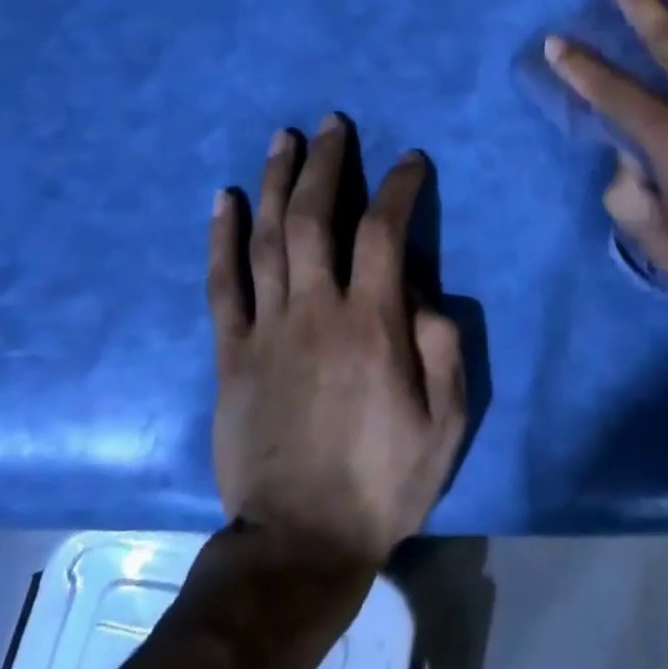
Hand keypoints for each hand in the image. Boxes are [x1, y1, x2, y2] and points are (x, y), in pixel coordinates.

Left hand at [207, 115, 466, 569]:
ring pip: (268, 238)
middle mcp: (315, 312)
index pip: (385, 232)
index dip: (399, 188)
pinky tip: (225, 198)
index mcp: (371, 325)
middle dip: (326, 163)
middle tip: (332, 124)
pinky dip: (222, 237)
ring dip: (277, 182)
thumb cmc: (383, 480)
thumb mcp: (445, 421)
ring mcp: (266, 330)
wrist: (299, 544)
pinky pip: (222, 284)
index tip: (410, 160)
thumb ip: (442, 345)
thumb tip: (419, 290)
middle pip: (316, 218)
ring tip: (284, 138)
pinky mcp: (231, 354)